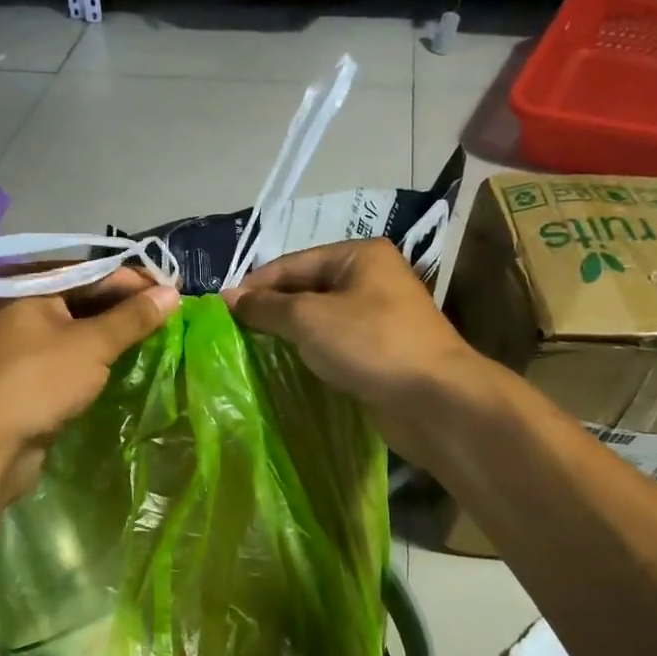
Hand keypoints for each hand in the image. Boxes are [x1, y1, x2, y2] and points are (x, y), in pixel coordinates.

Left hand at [0, 269, 179, 497]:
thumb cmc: (37, 381)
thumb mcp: (91, 345)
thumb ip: (133, 317)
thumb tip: (172, 292)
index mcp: (29, 282)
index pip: (95, 271)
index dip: (137, 282)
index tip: (175, 294)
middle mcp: (20, 303)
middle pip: (84, 297)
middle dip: (125, 309)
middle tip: (169, 320)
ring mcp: (19, 341)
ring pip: (76, 329)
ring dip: (112, 335)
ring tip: (153, 341)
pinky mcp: (24, 374)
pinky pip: (67, 355)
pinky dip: (93, 358)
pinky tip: (121, 365)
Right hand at [222, 239, 478, 466]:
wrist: (435, 399)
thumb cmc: (370, 344)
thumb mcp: (308, 318)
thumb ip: (265, 307)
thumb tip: (228, 298)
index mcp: (359, 256)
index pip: (292, 263)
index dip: (255, 285)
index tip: (221, 310)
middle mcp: (371, 279)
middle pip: (306, 288)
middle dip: (271, 309)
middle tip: (233, 332)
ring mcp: (379, 317)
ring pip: (320, 319)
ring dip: (288, 334)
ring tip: (251, 349)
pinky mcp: (380, 352)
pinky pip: (334, 344)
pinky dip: (310, 352)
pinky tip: (285, 366)